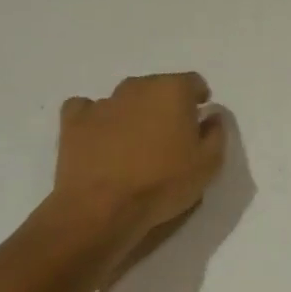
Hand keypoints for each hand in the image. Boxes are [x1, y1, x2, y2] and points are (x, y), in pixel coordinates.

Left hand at [46, 73, 226, 268]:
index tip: (198, 122)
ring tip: (132, 145)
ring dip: (132, 114)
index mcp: (172, 90)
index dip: (197, 100)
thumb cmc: (162, 183)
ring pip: (124, 99)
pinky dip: (95, 120)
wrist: (101, 209)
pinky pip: (86, 110)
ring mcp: (102, 102)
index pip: (193, 82)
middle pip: (157, 87)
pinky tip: (99, 139)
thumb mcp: (209, 164)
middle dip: (164, 105)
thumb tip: (211, 116)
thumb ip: (216, 133)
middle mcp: (138, 86)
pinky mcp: (73, 121)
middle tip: (167, 136)